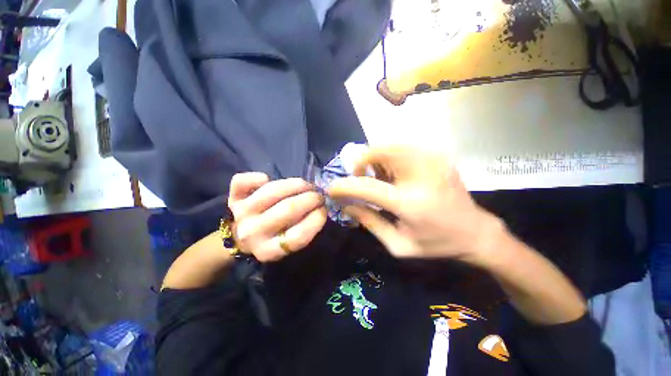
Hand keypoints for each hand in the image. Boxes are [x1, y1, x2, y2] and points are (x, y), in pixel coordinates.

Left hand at [228, 173, 326, 262]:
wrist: (240, 239)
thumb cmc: (272, 239)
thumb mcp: (288, 245)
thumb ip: (303, 229)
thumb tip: (320, 207)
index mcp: (269, 251)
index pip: (299, 235)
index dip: (317, 219)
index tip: (324, 210)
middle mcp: (253, 233)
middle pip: (288, 209)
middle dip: (311, 198)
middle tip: (318, 195)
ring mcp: (242, 213)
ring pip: (273, 190)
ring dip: (296, 184)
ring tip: (305, 185)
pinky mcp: (233, 198)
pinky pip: (242, 181)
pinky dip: (257, 177)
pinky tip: (267, 179)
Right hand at [328, 146, 504, 265]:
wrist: (475, 232)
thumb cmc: (435, 244)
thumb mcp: (398, 245)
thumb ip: (369, 222)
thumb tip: (346, 205)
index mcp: (412, 205)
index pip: (369, 187)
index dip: (346, 185)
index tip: (332, 188)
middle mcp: (423, 176)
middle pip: (381, 151)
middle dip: (362, 162)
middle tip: (361, 178)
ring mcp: (433, 161)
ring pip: (391, 144)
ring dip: (376, 158)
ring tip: (380, 177)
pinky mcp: (438, 157)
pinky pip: (403, 147)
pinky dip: (390, 156)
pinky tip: (395, 173)